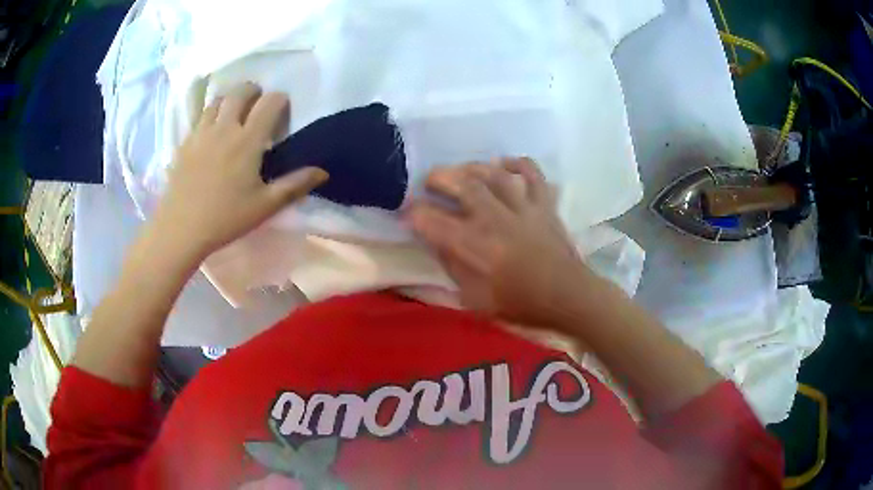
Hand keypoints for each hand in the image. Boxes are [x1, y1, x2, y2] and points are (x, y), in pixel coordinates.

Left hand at [153, 82, 327, 260]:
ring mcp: (201, 132)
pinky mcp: (185, 142)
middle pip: (241, 92)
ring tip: (234, 114)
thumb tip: (323, 172)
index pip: (269, 102)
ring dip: (230, 100)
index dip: (280, 100)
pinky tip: (212, 131)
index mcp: (247, 140)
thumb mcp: (265, 206)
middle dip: (254, 91)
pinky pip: (200, 117)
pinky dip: (211, 115)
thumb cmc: (225, 218)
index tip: (282, 111)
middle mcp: (224, 127)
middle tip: (258, 105)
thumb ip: (294, 185)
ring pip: (218, 100)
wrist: (181, 229)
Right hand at [410, 158, 592, 326]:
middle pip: (463, 185)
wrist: (568, 298)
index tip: (407, 212)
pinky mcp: (544, 204)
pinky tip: (503, 164)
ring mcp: (523, 208)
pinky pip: (533, 173)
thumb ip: (454, 269)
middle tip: (429, 181)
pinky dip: (518, 163)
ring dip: (472, 167)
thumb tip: (437, 244)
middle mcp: (496, 220)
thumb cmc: (521, 305)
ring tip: (461, 170)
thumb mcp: (476, 300)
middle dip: (439, 178)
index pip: (434, 222)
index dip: (415, 214)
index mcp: (475, 247)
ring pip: (494, 174)